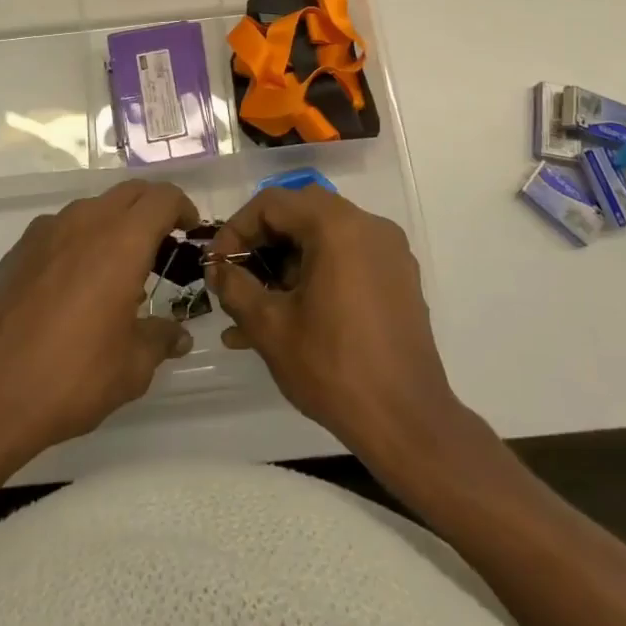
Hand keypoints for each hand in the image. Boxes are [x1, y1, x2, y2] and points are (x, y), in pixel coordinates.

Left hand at [0, 179, 196, 462]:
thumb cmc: (70, 377)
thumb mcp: (130, 368)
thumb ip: (159, 340)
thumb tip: (177, 336)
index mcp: (121, 241)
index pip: (162, 198)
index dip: (182, 207)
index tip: (189, 229)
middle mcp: (84, 222)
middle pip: (129, 193)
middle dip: (151, 209)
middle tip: (162, 244)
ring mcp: (46, 232)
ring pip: (93, 207)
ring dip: (114, 223)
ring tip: (118, 269)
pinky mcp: (18, 249)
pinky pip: (61, 228)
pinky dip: (81, 240)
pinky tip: (76, 283)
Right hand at [206, 186, 461, 464]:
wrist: (407, 421)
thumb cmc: (333, 367)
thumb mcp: (270, 327)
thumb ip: (236, 287)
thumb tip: (218, 268)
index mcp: (337, 226)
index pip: (273, 203)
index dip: (237, 229)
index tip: (218, 264)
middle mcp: (368, 225)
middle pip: (301, 213)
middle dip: (263, 243)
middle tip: (238, 276)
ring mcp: (389, 251)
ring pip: (325, 237)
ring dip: (288, 263)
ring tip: (256, 309)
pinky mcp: (399, 278)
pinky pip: (348, 259)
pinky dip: (318, 274)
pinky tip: (293, 318)